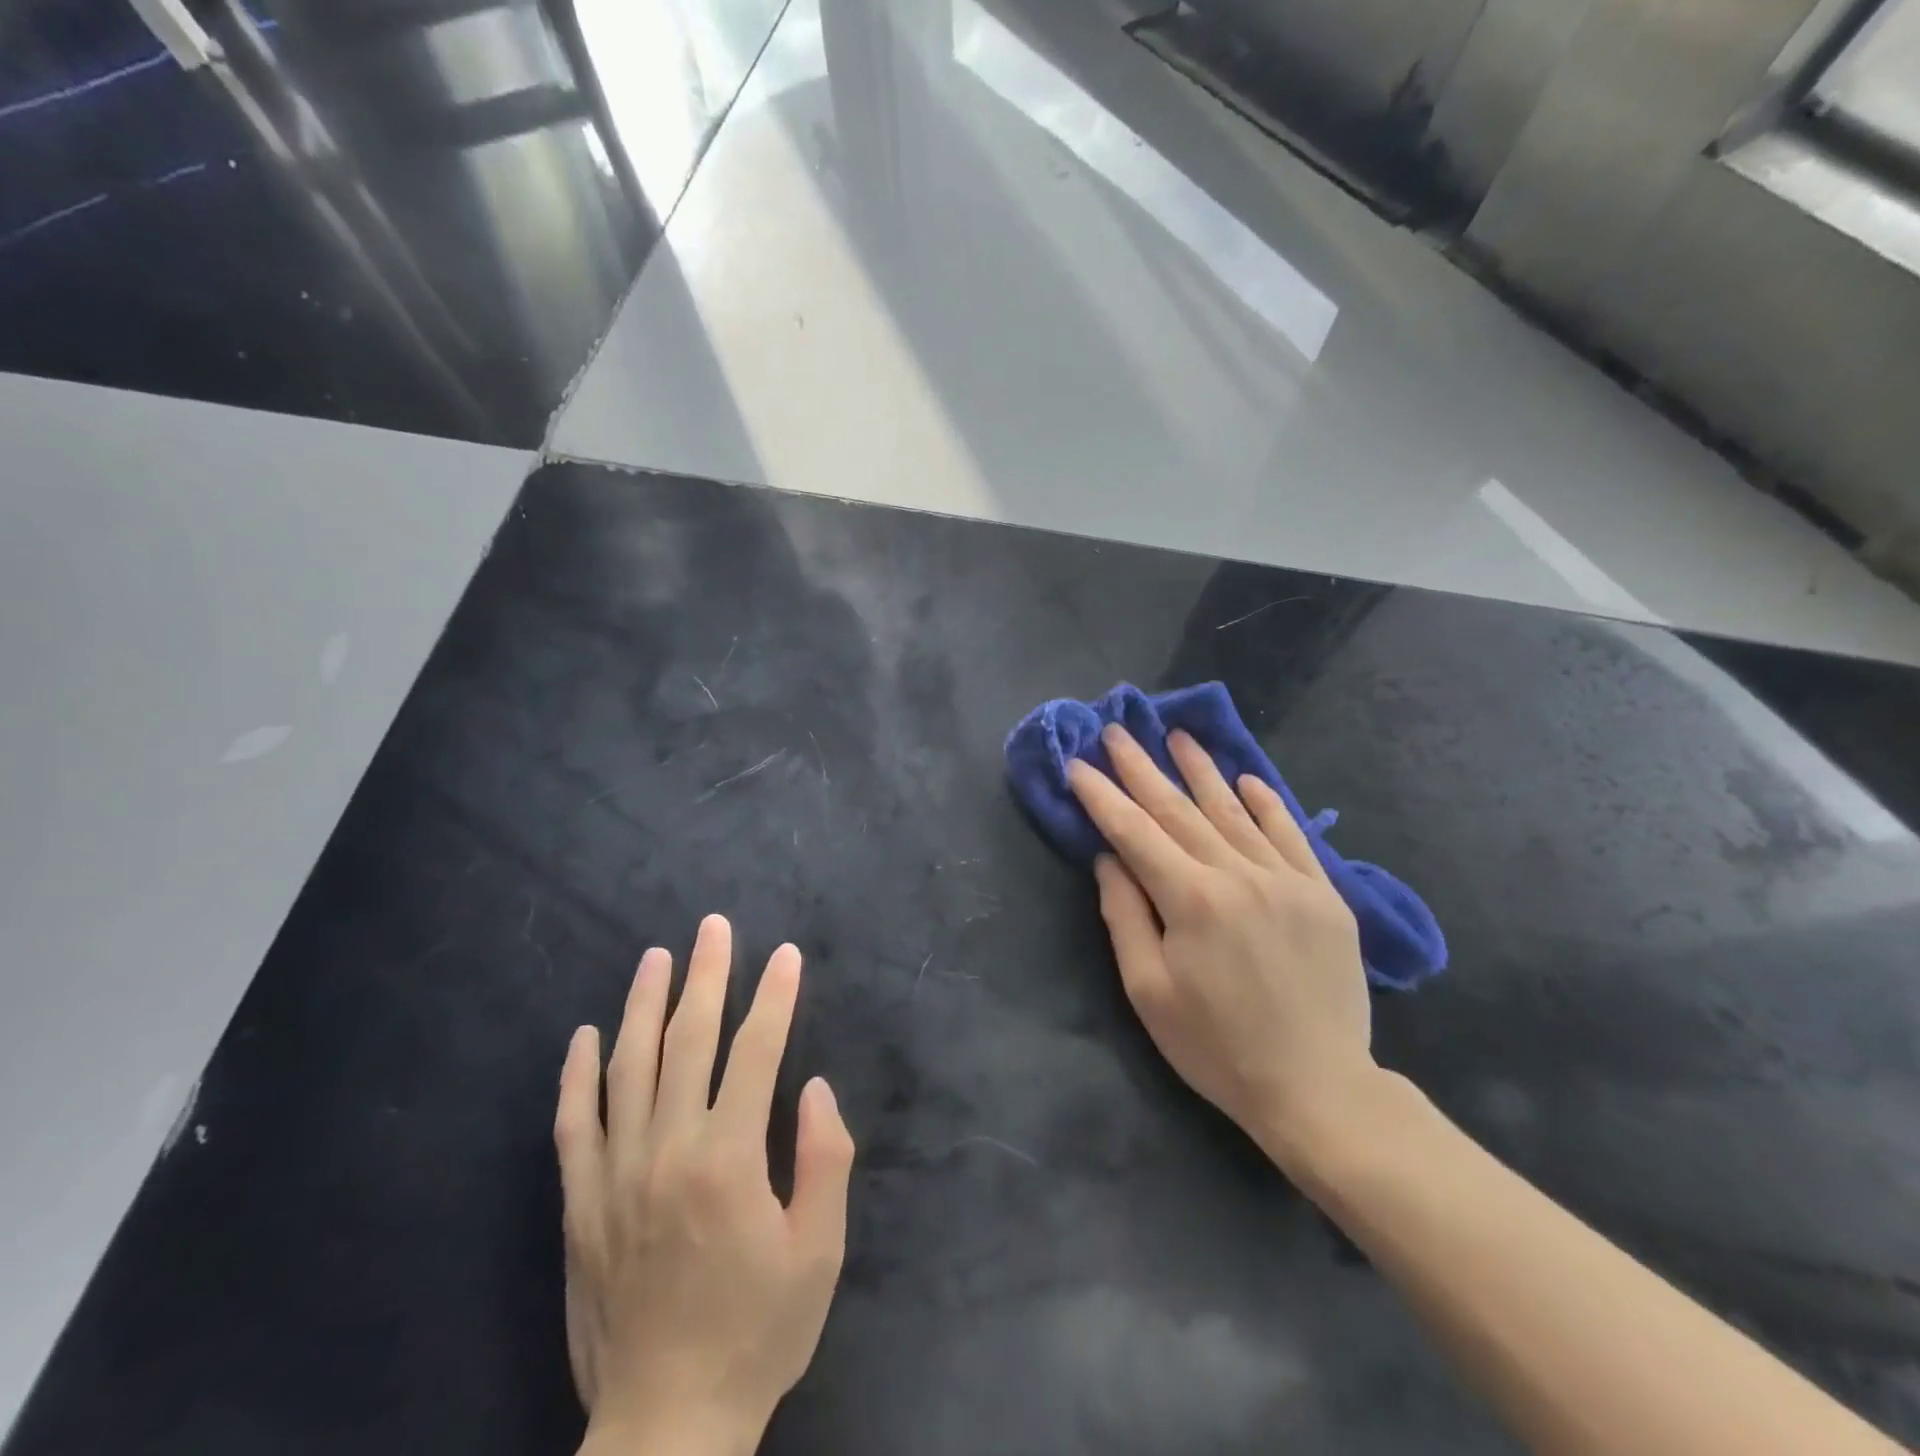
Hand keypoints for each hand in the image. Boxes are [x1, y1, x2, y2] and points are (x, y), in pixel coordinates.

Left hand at [555, 915, 854, 1455]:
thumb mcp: (819, 1253)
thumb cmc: (756, 1334)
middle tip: (714, 927)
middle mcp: (667, 1151)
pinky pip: (573, 1125)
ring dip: (644, 1004)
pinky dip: (578, 1075)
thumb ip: (825, 1161)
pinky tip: (587, 1035)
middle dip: (706, 976)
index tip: (785, 955)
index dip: (774, 997)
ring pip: (627, 1068)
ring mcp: (614, 1176)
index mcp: (729, 1161)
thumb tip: (813, 1088)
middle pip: (688, 1041)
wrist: (665, 1429)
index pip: (756, 1052)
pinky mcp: (580, 1206)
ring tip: (656, 957)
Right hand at [1067, 725, 1376, 1164]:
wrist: (1317, 1088)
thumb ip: (1126, 916)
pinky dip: (1268, 804)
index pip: (1134, 833)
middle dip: (1143, 769)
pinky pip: (1291, 835)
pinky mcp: (1325, 894)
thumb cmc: (1216, 1046)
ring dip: (1202, 771)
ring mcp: (1288, 880)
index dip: (1102, 796)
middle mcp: (1239, 875)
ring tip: (1178, 736)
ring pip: (1234, 812)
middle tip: (1118, 732)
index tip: (1078, 764)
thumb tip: (1109, 859)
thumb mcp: (1148, 991)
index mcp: (1191, 899)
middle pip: (1180, 810)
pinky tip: (1248, 779)